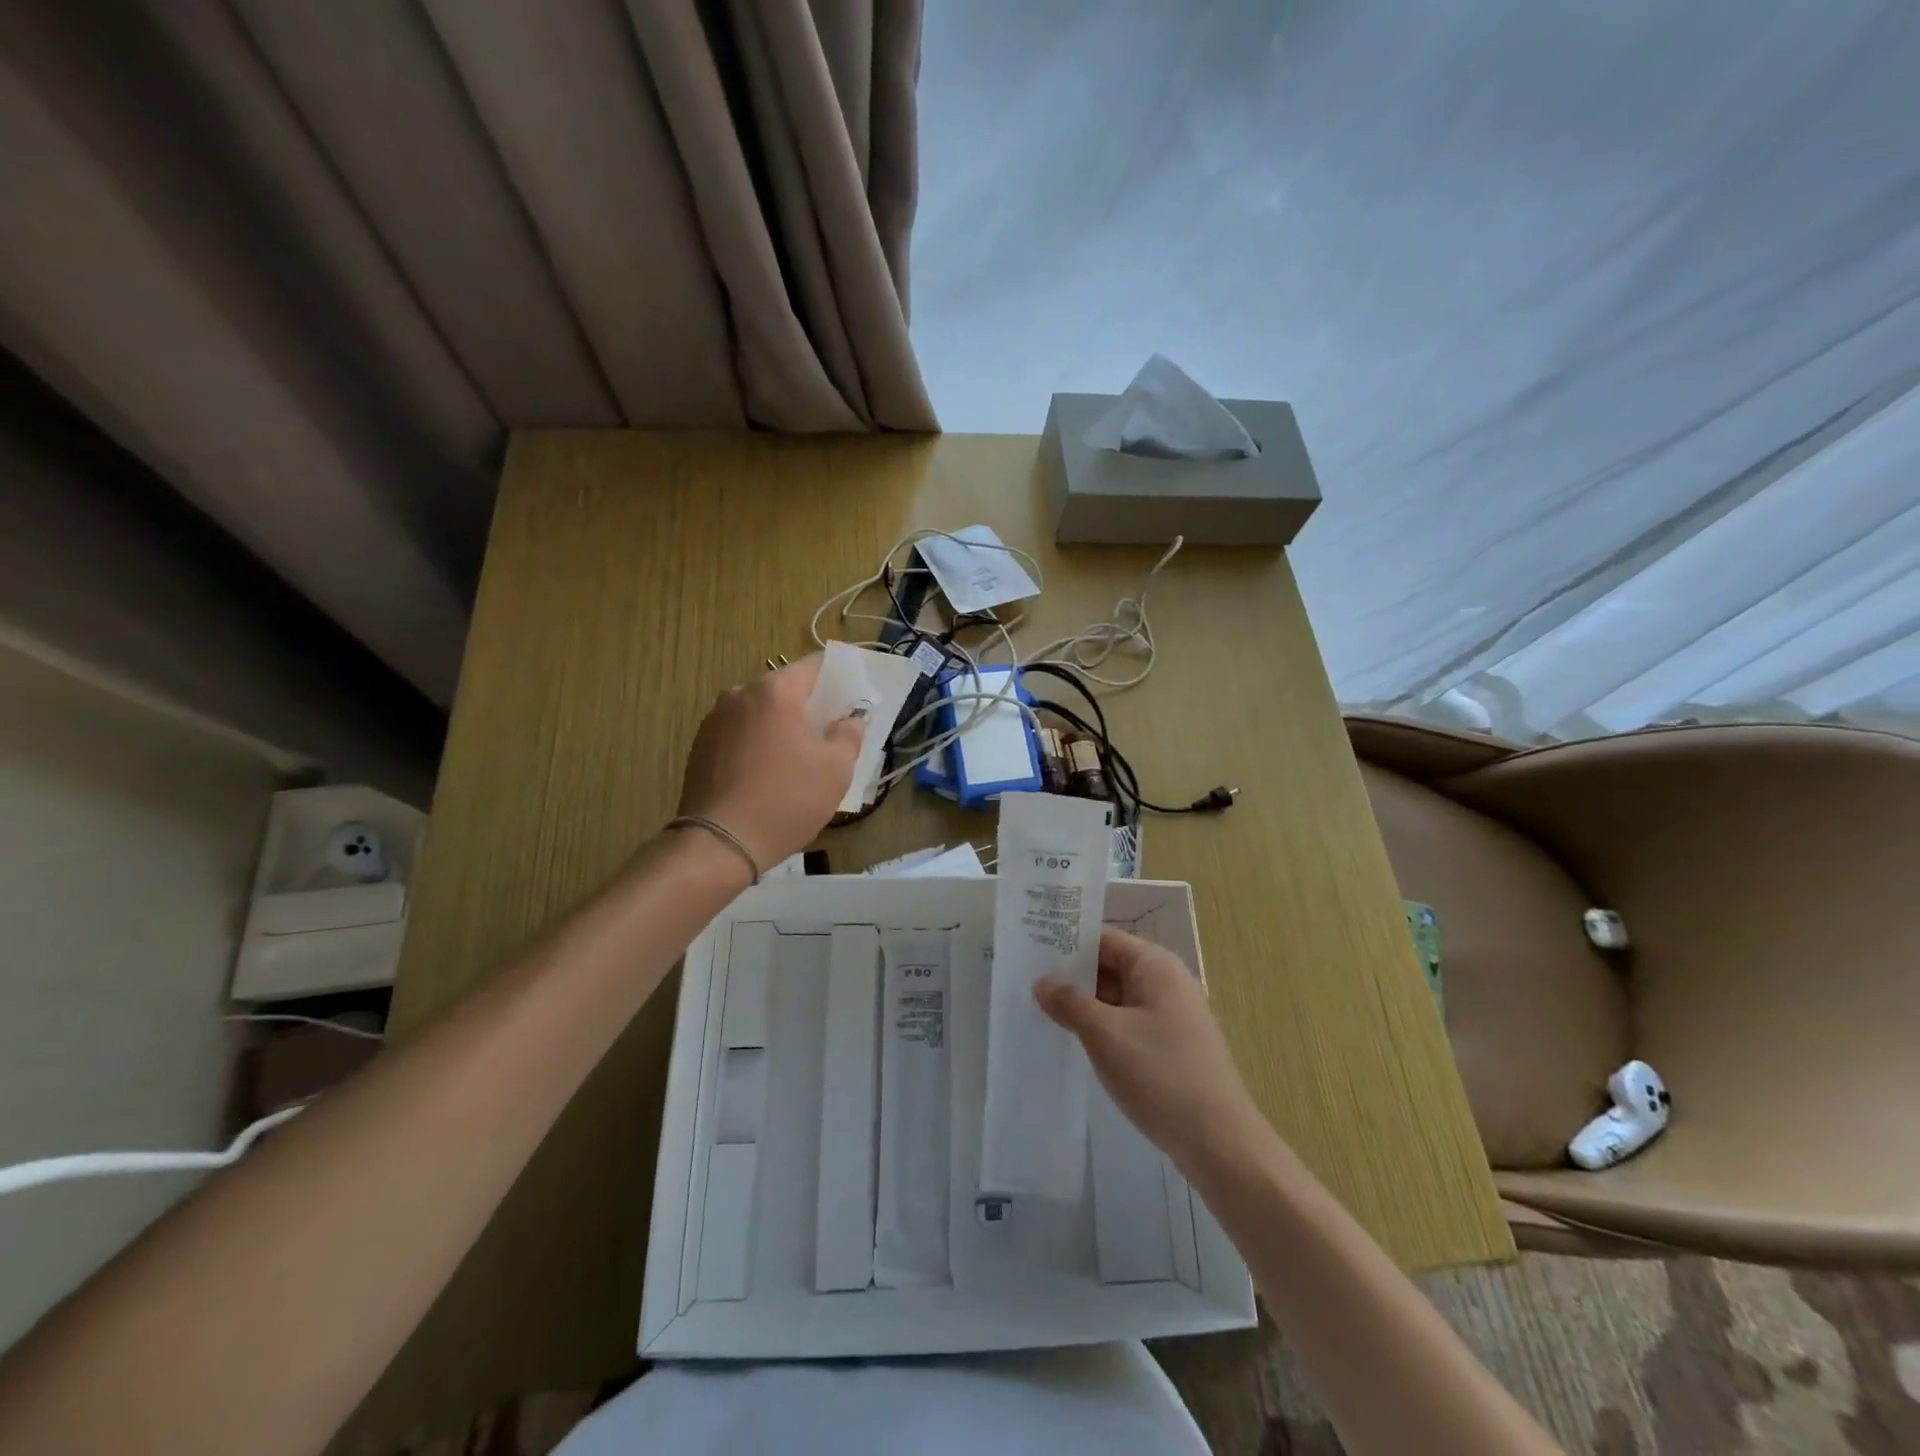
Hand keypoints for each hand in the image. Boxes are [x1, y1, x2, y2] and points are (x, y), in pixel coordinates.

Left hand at [676, 655, 864, 870]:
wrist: (719, 844)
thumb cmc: (786, 800)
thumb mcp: (836, 769)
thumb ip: (849, 734)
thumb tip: (851, 718)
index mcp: (775, 691)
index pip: (816, 665)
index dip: (840, 677)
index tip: (855, 697)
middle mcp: (740, 694)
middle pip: (786, 688)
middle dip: (811, 705)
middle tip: (834, 731)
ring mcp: (715, 720)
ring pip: (762, 711)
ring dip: (784, 725)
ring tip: (802, 756)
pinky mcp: (700, 746)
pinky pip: (741, 732)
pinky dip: (760, 742)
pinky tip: (771, 772)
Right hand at [1036, 928, 1267, 1172]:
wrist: (1220, 1143)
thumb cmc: (1160, 1075)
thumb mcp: (1105, 1035)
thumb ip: (1070, 1003)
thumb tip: (1042, 982)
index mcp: (1155, 966)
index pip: (1103, 939)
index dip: (1067, 943)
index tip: (1030, 951)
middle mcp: (1167, 982)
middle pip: (1110, 966)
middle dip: (1072, 976)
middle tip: (1026, 983)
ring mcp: (1173, 1016)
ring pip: (1118, 998)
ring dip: (1085, 1005)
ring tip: (1041, 1011)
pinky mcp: (1172, 1046)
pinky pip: (1129, 1023)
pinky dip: (1103, 1028)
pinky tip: (1076, 1042)